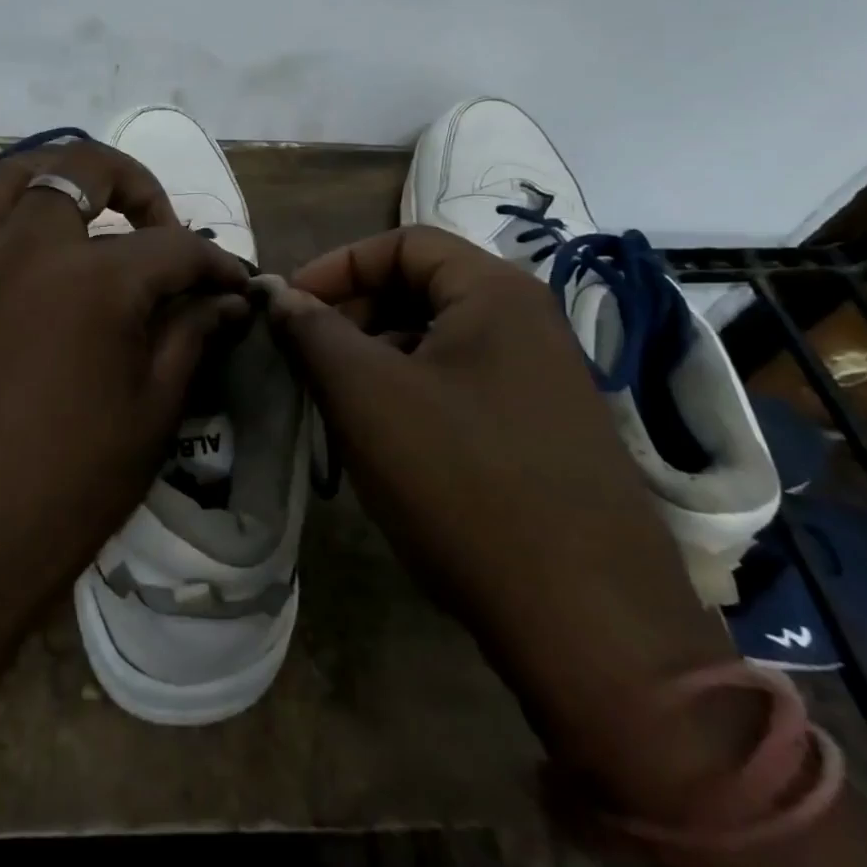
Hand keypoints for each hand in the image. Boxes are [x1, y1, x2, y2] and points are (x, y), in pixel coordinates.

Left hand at [0, 140, 250, 649]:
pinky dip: (17, 211)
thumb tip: (226, 301)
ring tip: (94, 218)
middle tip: (161, 229)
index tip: (234, 282)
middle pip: (87, 169)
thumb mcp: (150, 412)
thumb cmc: (64, 488)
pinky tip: (38, 255)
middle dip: (140, 188)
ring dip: (66, 181)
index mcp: (93, 281)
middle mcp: (28, 246)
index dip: (216, 263)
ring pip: (19, 173)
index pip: (174, 247)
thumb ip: (190, 336)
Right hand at [260, 227, 747, 812]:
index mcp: (495, 293)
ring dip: (377, 358)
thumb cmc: (462, 481)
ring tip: (337, 403)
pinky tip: (386, 441)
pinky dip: (412, 394)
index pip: (403, 242)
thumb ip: (313, 331)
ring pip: (438, 341)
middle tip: (308, 357)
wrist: (589, 624)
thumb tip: (276, 293)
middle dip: (354, 313)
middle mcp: (529, 322)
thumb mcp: (367, 395)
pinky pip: (462, 385)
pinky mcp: (544, 430)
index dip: (337, 265)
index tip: (289, 306)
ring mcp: (543, 379)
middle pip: (422, 288)